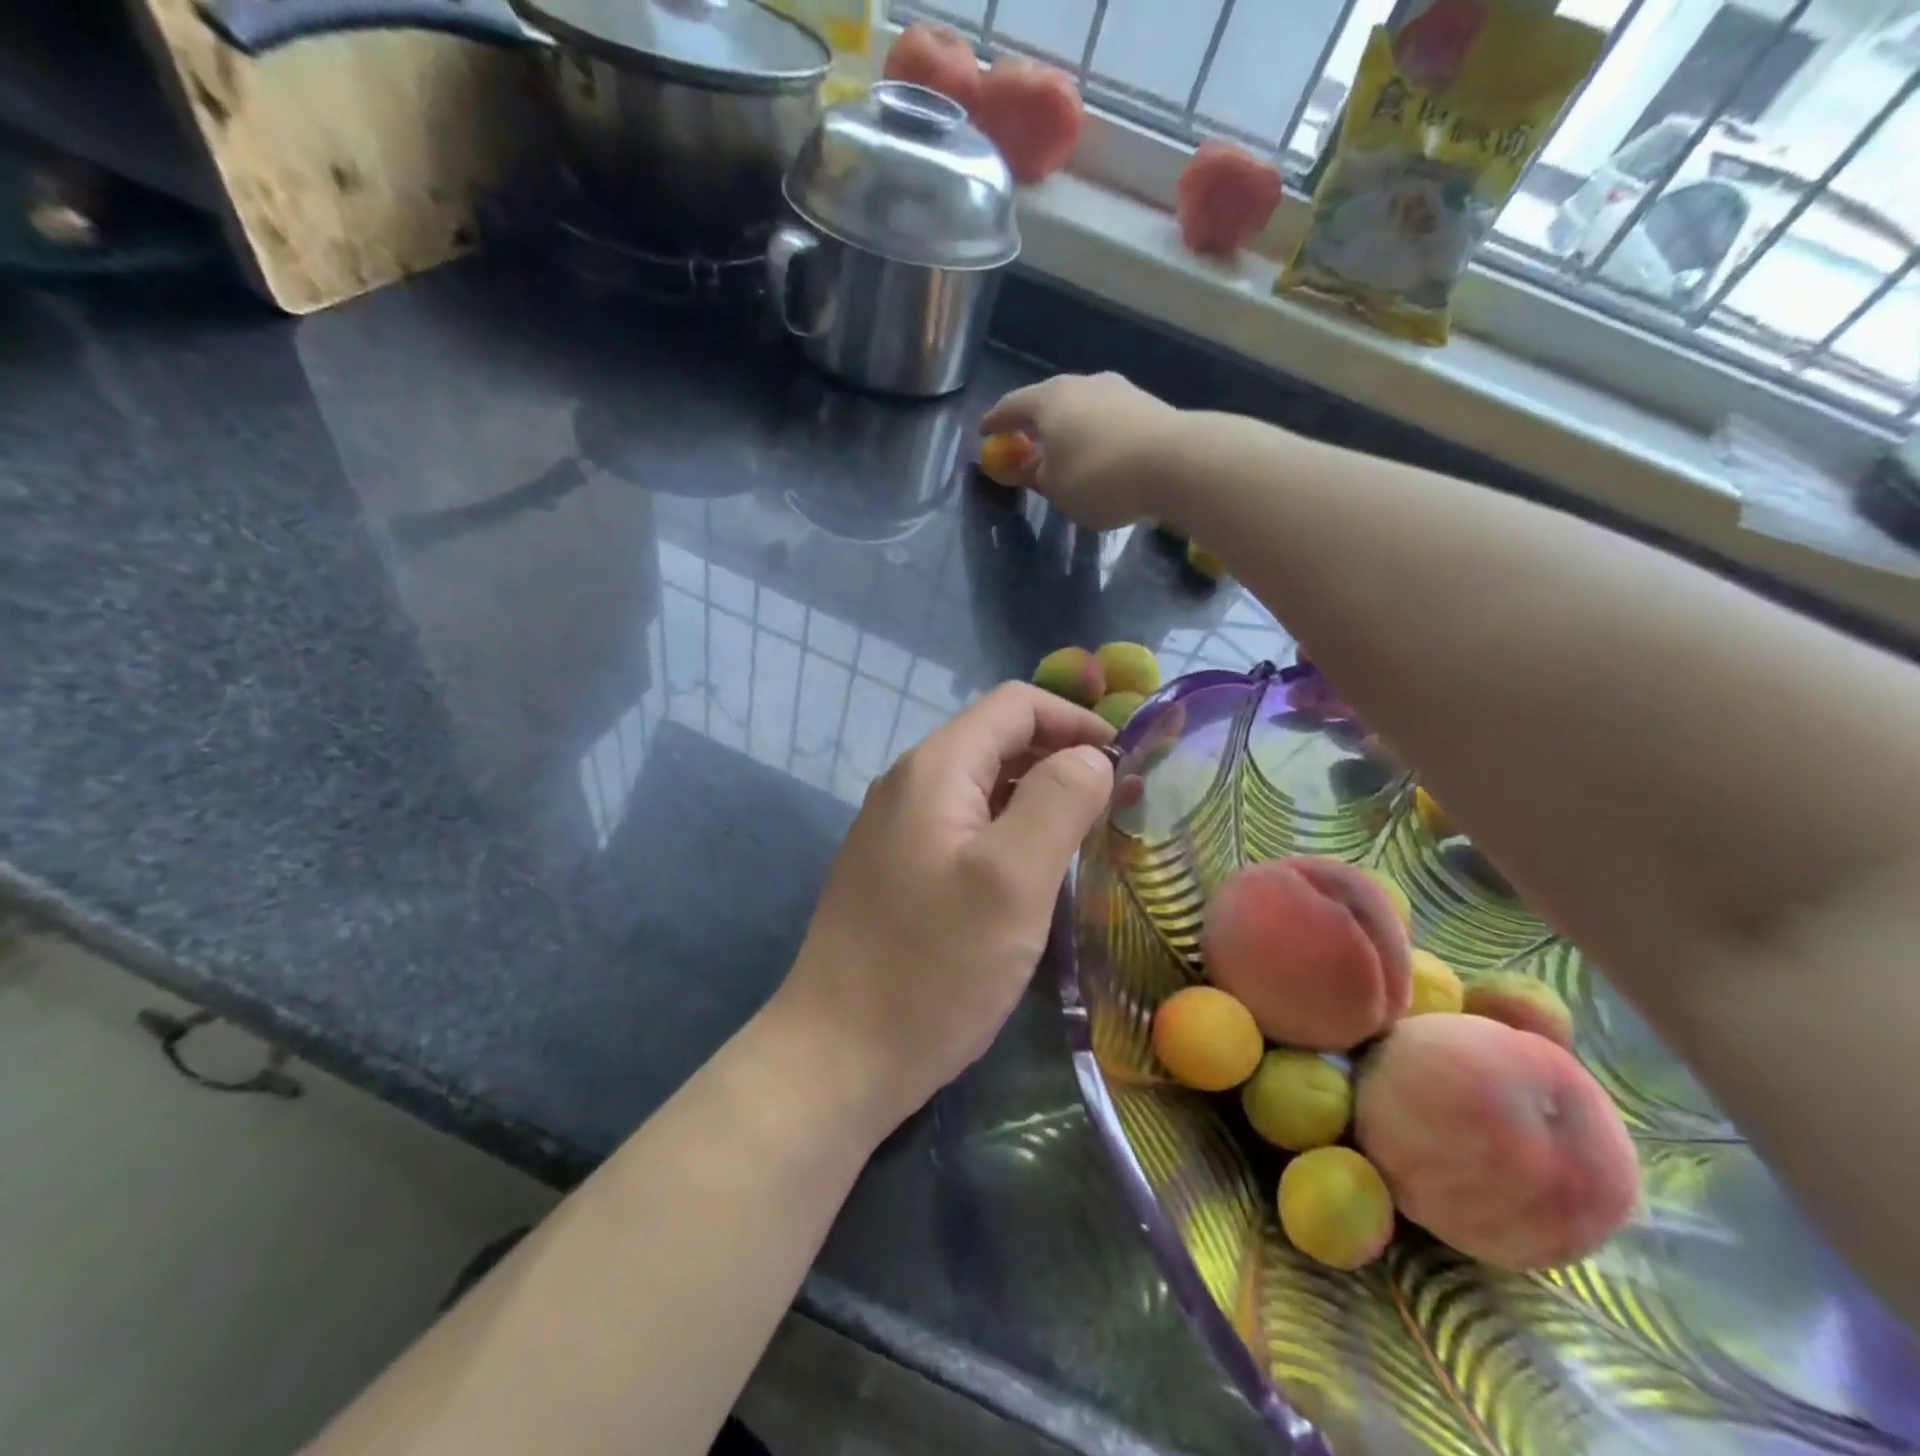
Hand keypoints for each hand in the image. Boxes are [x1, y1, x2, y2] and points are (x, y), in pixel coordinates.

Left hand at [773, 684, 1115, 1136]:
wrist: (837, 1055)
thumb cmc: (932, 967)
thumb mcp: (1012, 879)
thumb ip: (1058, 801)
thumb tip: (1089, 756)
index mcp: (935, 769)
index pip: (1015, 706)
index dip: (1076, 720)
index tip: (1129, 763)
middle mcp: (910, 785)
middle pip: (998, 741)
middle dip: (1063, 758)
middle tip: (1122, 803)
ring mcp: (898, 829)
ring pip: (984, 787)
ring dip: (1040, 797)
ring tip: (1092, 836)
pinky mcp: (899, 870)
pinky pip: (965, 828)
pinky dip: (1011, 831)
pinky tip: (1037, 871)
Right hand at [979, 372, 1184, 529]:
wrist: (1177, 463)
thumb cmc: (1099, 477)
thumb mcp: (1055, 488)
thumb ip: (1033, 476)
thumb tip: (1023, 467)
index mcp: (1049, 400)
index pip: (1011, 407)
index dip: (995, 422)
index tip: (984, 432)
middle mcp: (1082, 384)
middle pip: (1048, 403)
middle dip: (1034, 425)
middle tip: (1025, 446)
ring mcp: (1118, 390)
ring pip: (1082, 410)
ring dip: (1069, 431)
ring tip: (1066, 455)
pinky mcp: (1147, 406)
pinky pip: (1108, 421)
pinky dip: (1096, 437)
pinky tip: (1101, 458)